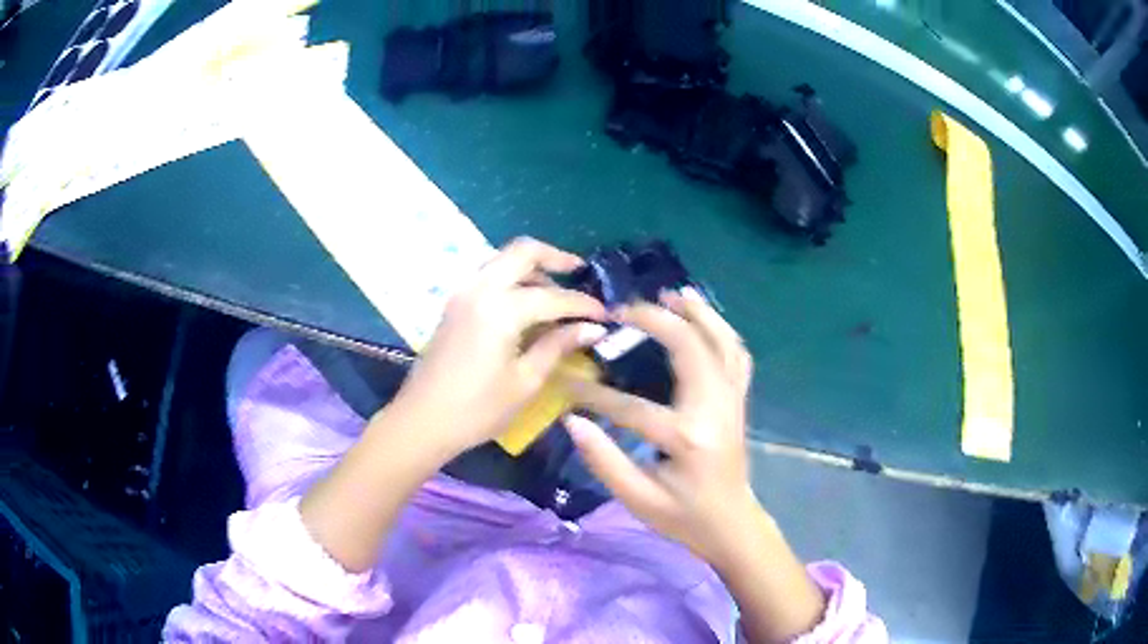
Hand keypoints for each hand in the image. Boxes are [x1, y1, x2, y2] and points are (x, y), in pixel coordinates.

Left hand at [394, 237, 606, 458]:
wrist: (421, 421)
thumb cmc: (477, 409)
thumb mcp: (525, 381)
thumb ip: (558, 346)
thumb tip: (592, 328)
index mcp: (499, 308)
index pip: (552, 296)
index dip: (583, 304)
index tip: (606, 314)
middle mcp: (479, 288)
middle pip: (522, 251)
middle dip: (555, 257)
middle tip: (580, 273)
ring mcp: (462, 293)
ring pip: (502, 260)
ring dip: (531, 267)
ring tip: (556, 292)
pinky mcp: (454, 304)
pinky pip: (488, 276)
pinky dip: (511, 279)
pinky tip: (526, 304)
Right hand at [565, 287, 760, 565]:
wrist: (732, 524)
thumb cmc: (684, 517)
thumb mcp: (638, 499)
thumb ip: (605, 461)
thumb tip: (572, 421)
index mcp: (687, 438)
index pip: (633, 407)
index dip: (595, 395)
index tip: (567, 384)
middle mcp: (715, 410)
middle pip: (690, 349)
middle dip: (657, 321)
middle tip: (625, 310)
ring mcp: (732, 402)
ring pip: (723, 343)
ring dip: (699, 314)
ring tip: (673, 293)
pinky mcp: (739, 402)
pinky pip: (737, 355)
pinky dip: (722, 330)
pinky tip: (705, 317)